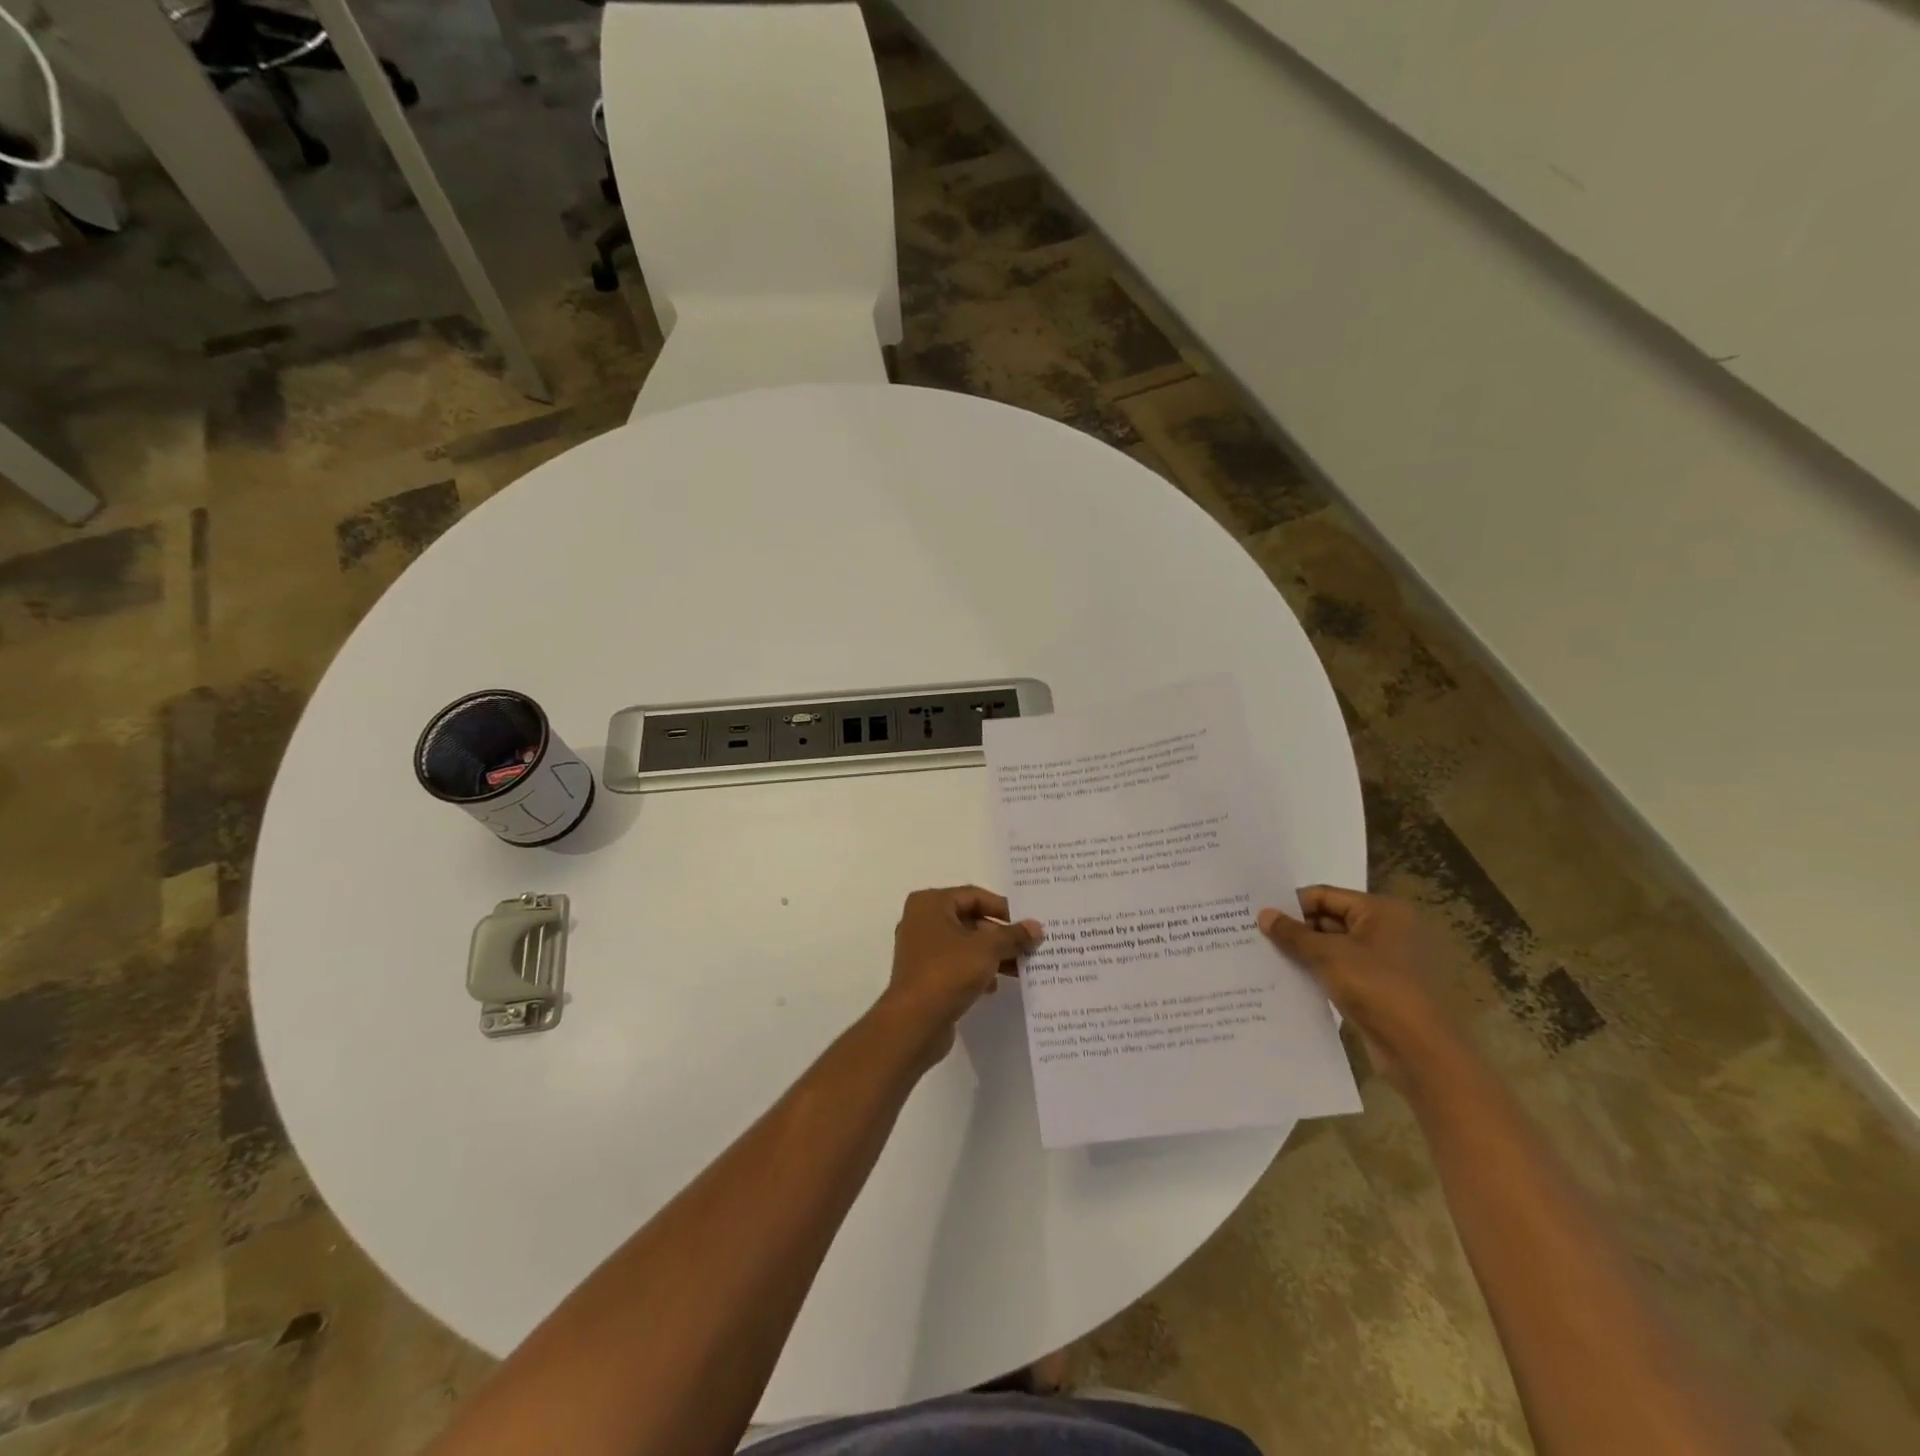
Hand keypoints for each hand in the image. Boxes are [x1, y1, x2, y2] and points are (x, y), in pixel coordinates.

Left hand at [880, 886, 1041, 1067]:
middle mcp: (921, 921)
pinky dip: (976, 971)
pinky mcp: (924, 976)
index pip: (974, 896)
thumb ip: (1013, 936)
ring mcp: (921, 950)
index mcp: (930, 903)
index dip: (1003, 908)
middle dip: (1000, 935)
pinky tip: (994, 985)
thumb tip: (1036, 927)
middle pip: (970, 920)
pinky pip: (956, 965)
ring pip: (964, 945)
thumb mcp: (988, 949)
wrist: (914, 1022)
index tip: (1028, 923)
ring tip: (1021, 967)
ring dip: (992, 954)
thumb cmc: (949, 971)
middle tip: (1029, 946)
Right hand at [1258, 886, 1458, 1088]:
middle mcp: (1387, 929)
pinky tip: (1291, 979)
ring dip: (1305, 952)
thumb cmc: (1376, 988)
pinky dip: (1319, 971)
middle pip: (1329, 919)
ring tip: (1267, 957)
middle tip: (1258, 937)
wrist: (1420, 1051)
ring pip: (1334, 947)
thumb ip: (1293, 934)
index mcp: (1381, 911)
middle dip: (1296, 930)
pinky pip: (1342, 969)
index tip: (1260, 917)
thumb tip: (1263, 914)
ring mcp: (1386, 959)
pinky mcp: (1381, 986)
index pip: (1325, 895)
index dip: (1292, 905)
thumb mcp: (1328, 956)